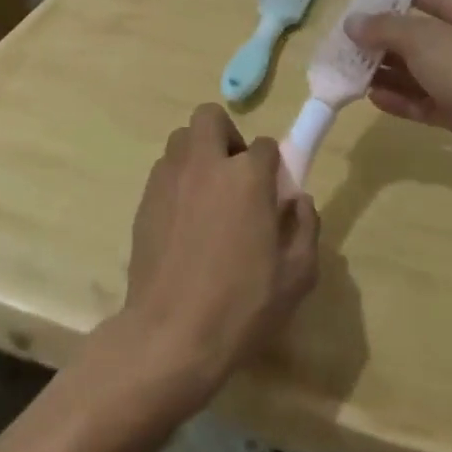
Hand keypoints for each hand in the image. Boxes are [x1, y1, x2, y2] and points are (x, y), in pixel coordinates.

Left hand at [118, 104, 319, 409]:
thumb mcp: (297, 276)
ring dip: (198, 155)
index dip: (272, 165)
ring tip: (207, 196)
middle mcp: (205, 164)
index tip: (273, 192)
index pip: (265, 145)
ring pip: (181, 139)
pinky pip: (164, 171)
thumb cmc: (242, 306)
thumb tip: (299, 201)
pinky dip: (177, 181)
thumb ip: (306, 228)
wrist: (171, 334)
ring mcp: (169, 179)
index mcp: (247, 177)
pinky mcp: (145, 200)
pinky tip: (185, 221)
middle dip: (225, 135)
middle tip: (235, 174)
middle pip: (210, 117)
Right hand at [348, 0, 451, 179]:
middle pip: (422, 39)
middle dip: (387, 41)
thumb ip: (383, 28)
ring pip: (421, 73)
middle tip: (353, 45)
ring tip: (355, 73)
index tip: (371, 4)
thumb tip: (352, 22)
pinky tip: (373, 98)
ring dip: (389, 73)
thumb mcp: (421, 38)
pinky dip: (401, 99)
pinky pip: (425, 102)